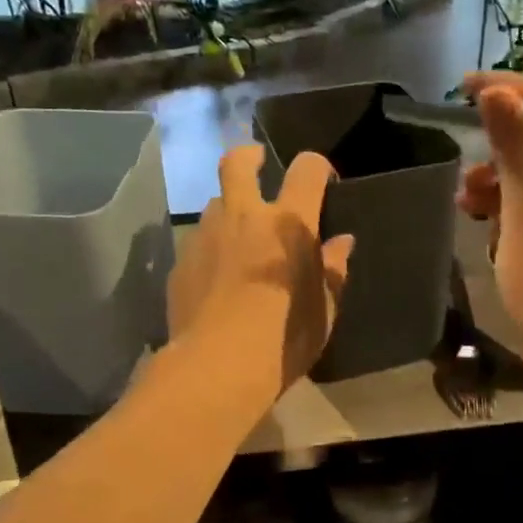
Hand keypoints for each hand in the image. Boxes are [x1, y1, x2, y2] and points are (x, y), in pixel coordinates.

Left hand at [169, 144, 354, 409]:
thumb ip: (333, 270)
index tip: (323, 182)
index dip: (317, 167)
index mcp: (290, 222)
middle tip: (258, 165)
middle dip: (249, 156)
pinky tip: (215, 277)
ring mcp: (207, 235)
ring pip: (215, 203)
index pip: (307, 169)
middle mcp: (245, 216)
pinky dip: (211, 248)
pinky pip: (198, 241)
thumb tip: (341, 243)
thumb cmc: (285, 338)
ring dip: (229, 210)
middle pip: (238, 161)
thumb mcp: (324, 309)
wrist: (218, 366)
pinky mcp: (181, 261)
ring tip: (238, 237)